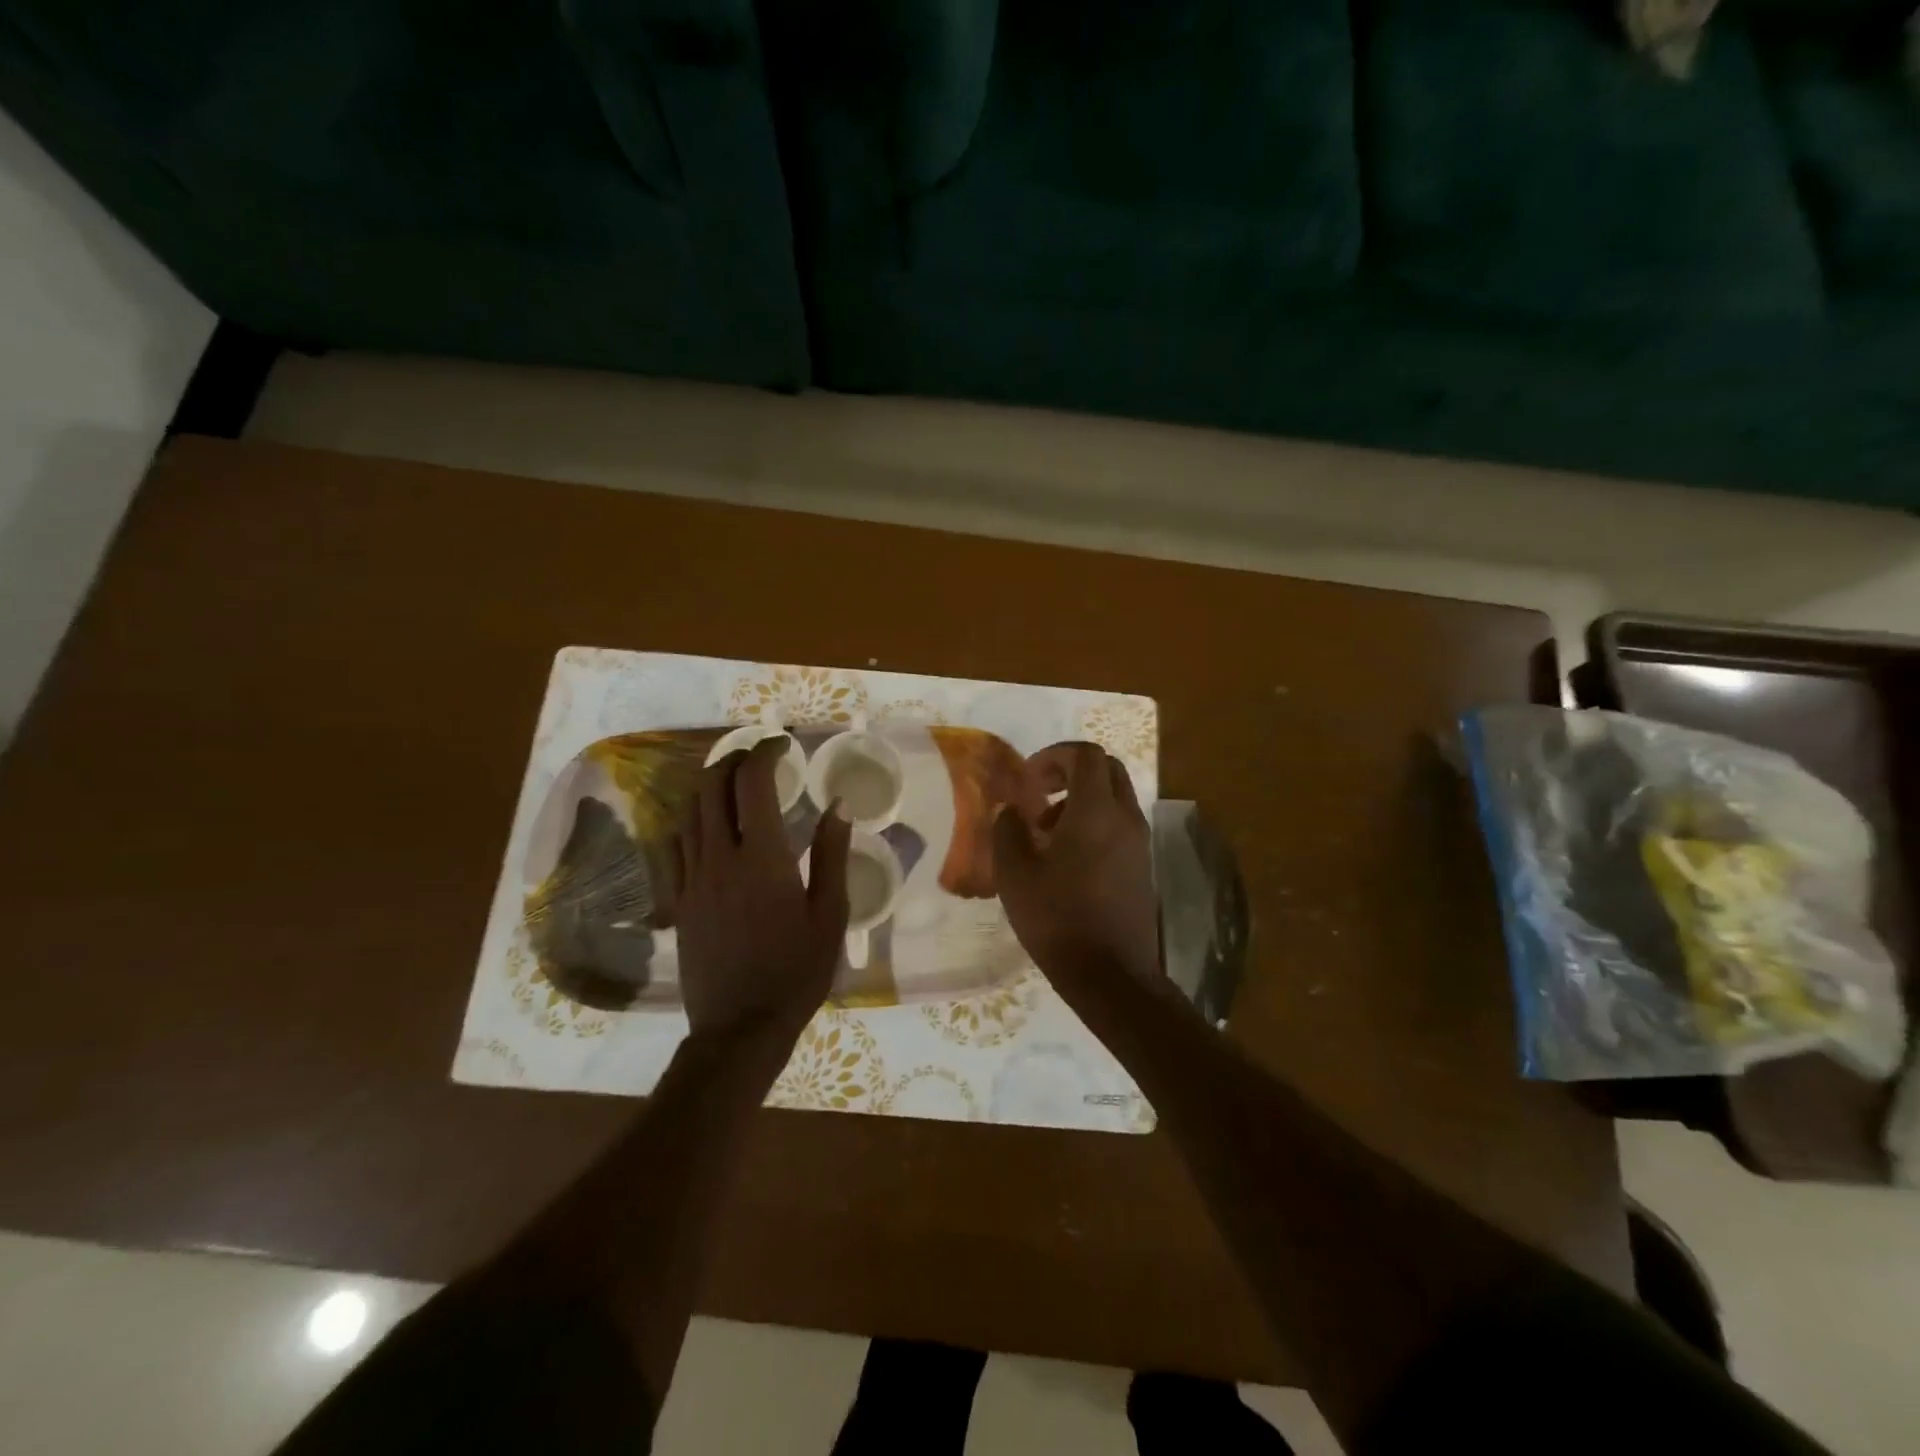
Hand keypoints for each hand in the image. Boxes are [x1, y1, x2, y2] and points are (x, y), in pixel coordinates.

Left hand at [671, 736, 851, 1046]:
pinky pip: (676, 844)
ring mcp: (692, 878)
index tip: (782, 744)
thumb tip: (837, 806)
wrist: (739, 1028)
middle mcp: (720, 857)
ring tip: (733, 781)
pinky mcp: (679, 900)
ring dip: (710, 785)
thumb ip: (831, 855)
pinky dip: (692, 820)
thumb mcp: (829, 914)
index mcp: (763, 857)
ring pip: (689, 812)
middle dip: (732, 759)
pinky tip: (707, 826)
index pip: (753, 784)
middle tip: (757, 755)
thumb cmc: (796, 971)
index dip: (764, 753)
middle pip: (711, 787)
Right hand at [992, 742, 1162, 998]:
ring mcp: (1139, 843)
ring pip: (1115, 798)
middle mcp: (1125, 818)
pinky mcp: (1142, 867)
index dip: (1054, 755)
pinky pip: (1120, 825)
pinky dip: (1095, 824)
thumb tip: (1009, 810)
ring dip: (1082, 800)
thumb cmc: (1058, 919)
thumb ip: (1007, 831)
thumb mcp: (1015, 875)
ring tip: (1047, 832)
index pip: (1085, 754)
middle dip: (1071, 771)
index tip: (1029, 779)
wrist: (1112, 976)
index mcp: (1095, 811)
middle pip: (1107, 769)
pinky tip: (1067, 860)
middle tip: (1040, 795)